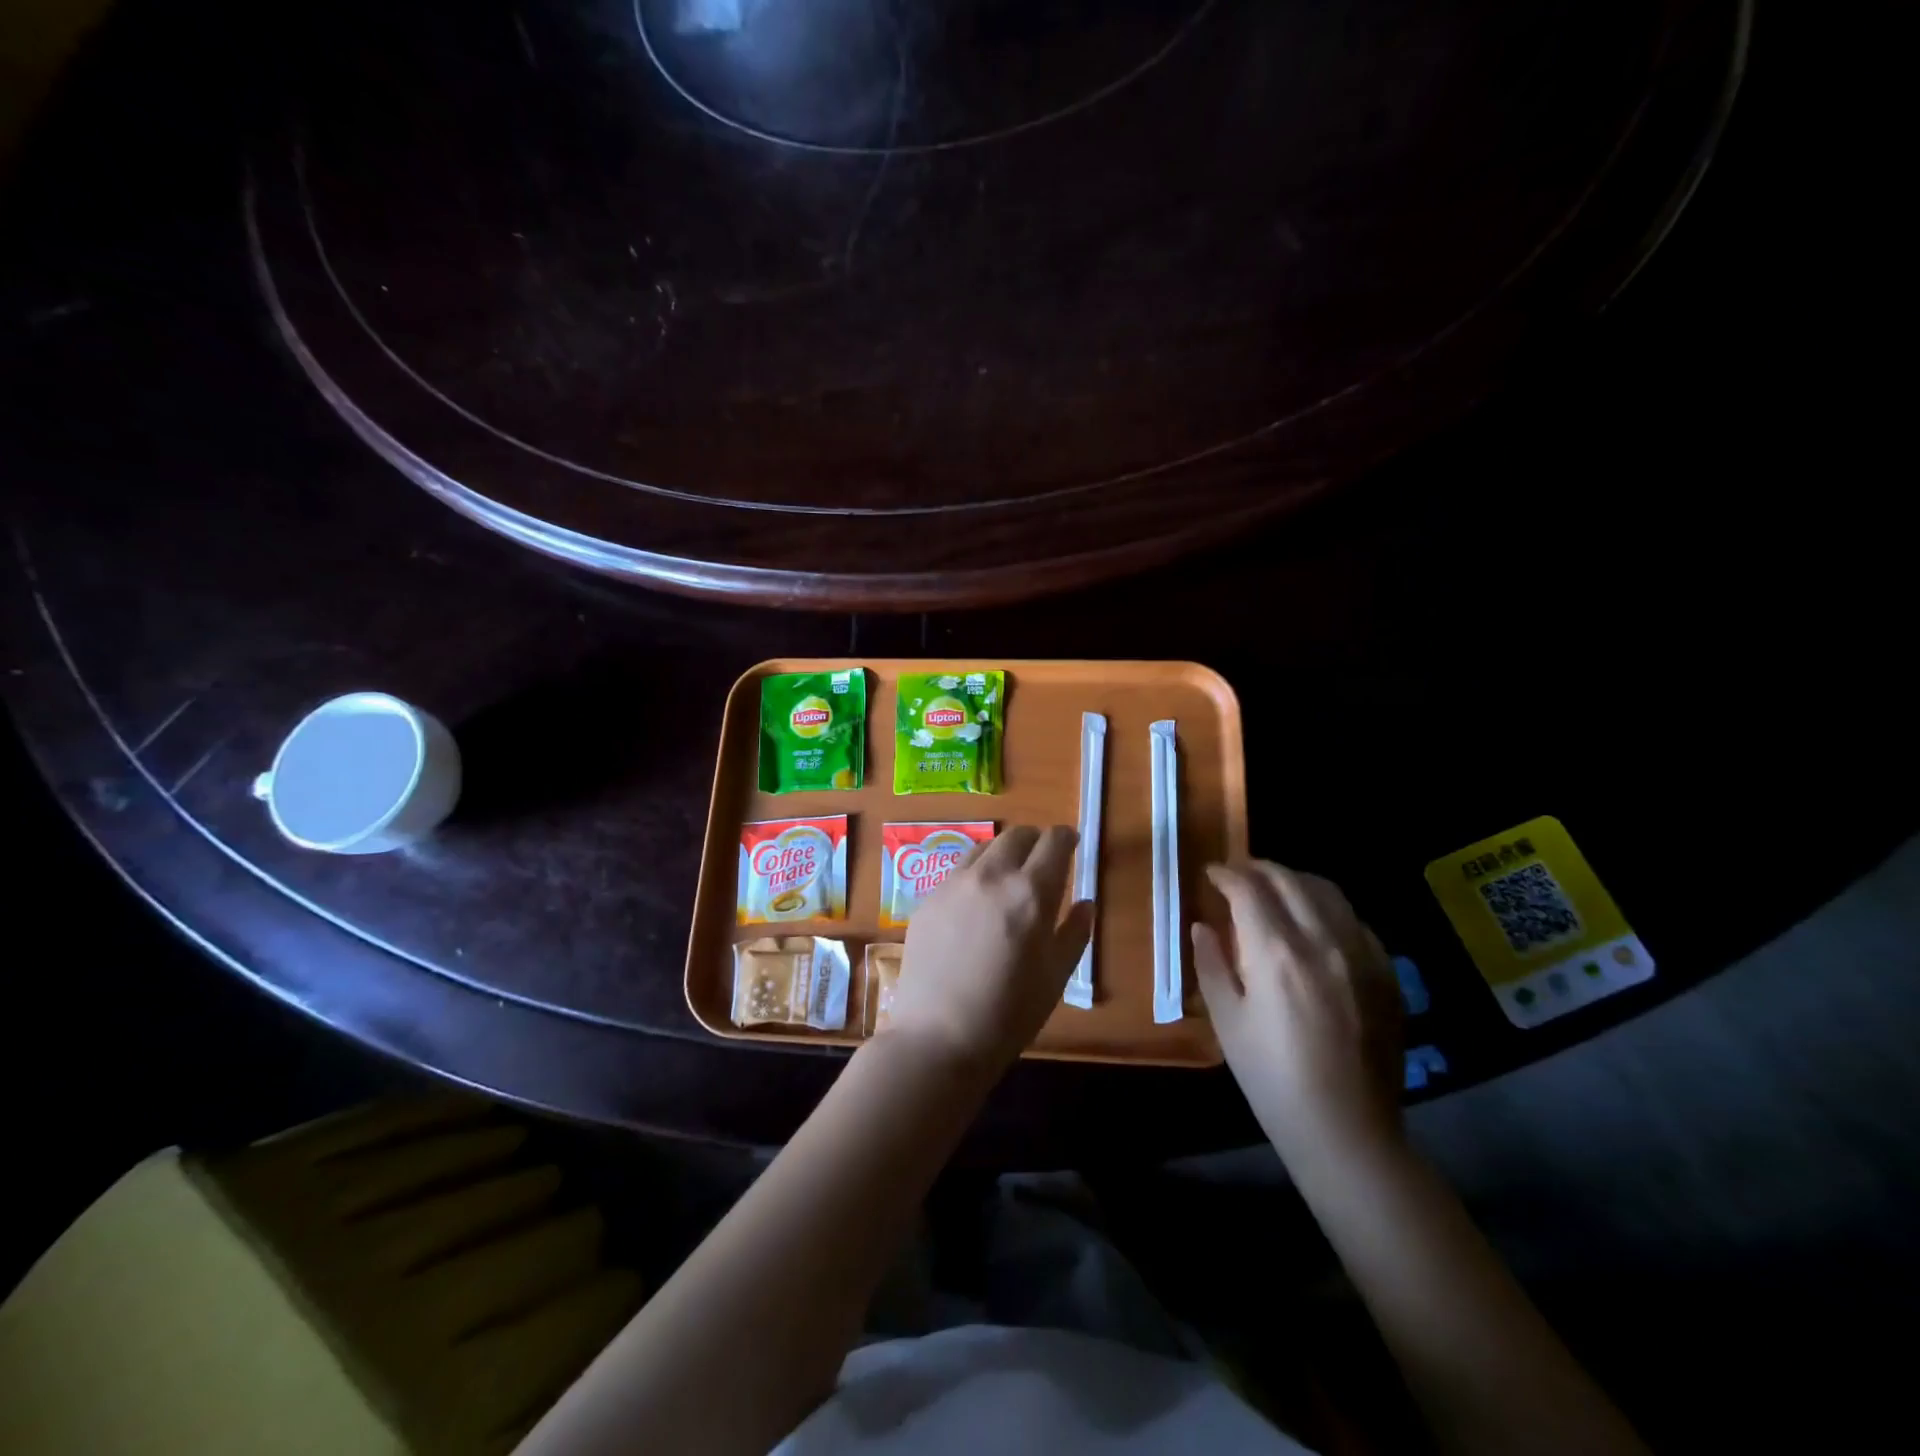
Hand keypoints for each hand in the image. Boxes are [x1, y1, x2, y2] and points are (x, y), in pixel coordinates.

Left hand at [884, 825, 1093, 1073]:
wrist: (938, 1036)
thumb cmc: (1009, 1014)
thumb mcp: (1055, 976)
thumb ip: (1074, 933)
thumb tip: (1084, 903)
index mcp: (1031, 893)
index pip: (1053, 842)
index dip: (1066, 837)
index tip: (1071, 844)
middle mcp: (991, 876)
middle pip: (1017, 835)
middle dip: (1035, 840)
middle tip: (1042, 859)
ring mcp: (954, 884)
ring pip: (985, 848)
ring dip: (1004, 853)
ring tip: (1008, 876)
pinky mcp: (928, 898)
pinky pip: (958, 871)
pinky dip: (976, 873)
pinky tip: (976, 901)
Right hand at [1192, 862, 1403, 1169]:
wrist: (1346, 1130)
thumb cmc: (1272, 1078)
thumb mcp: (1227, 1022)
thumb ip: (1212, 965)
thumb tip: (1202, 926)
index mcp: (1276, 954)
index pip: (1248, 890)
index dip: (1226, 874)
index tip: (1211, 873)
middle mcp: (1322, 941)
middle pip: (1289, 880)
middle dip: (1258, 868)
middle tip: (1238, 874)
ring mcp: (1361, 955)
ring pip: (1327, 891)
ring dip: (1295, 880)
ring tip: (1275, 888)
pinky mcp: (1385, 973)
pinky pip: (1355, 920)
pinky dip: (1327, 907)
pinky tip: (1315, 923)